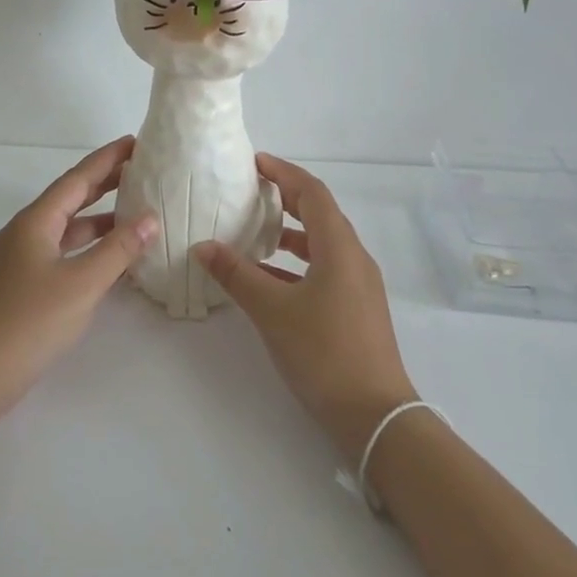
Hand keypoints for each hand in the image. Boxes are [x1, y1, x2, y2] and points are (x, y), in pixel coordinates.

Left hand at [0, 136, 157, 419]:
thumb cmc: (31, 322)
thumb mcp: (82, 283)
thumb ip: (119, 249)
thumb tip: (150, 217)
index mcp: (35, 222)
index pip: (77, 179)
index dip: (107, 159)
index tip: (135, 142)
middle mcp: (26, 232)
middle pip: (70, 198)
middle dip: (104, 182)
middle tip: (141, 169)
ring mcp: (22, 258)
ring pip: (67, 227)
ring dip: (100, 217)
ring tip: (136, 210)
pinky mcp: (25, 283)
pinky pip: (63, 250)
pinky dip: (89, 246)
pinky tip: (111, 255)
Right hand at [194, 154, 416, 461]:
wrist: (373, 413)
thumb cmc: (324, 352)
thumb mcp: (272, 310)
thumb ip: (237, 275)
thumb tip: (203, 247)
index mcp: (340, 248)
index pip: (312, 193)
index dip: (284, 173)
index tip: (254, 163)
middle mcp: (354, 258)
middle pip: (320, 214)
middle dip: (286, 198)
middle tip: (250, 191)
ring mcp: (358, 285)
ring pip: (322, 244)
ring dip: (290, 233)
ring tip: (254, 232)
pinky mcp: (355, 308)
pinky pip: (323, 269)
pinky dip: (295, 264)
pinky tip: (266, 279)